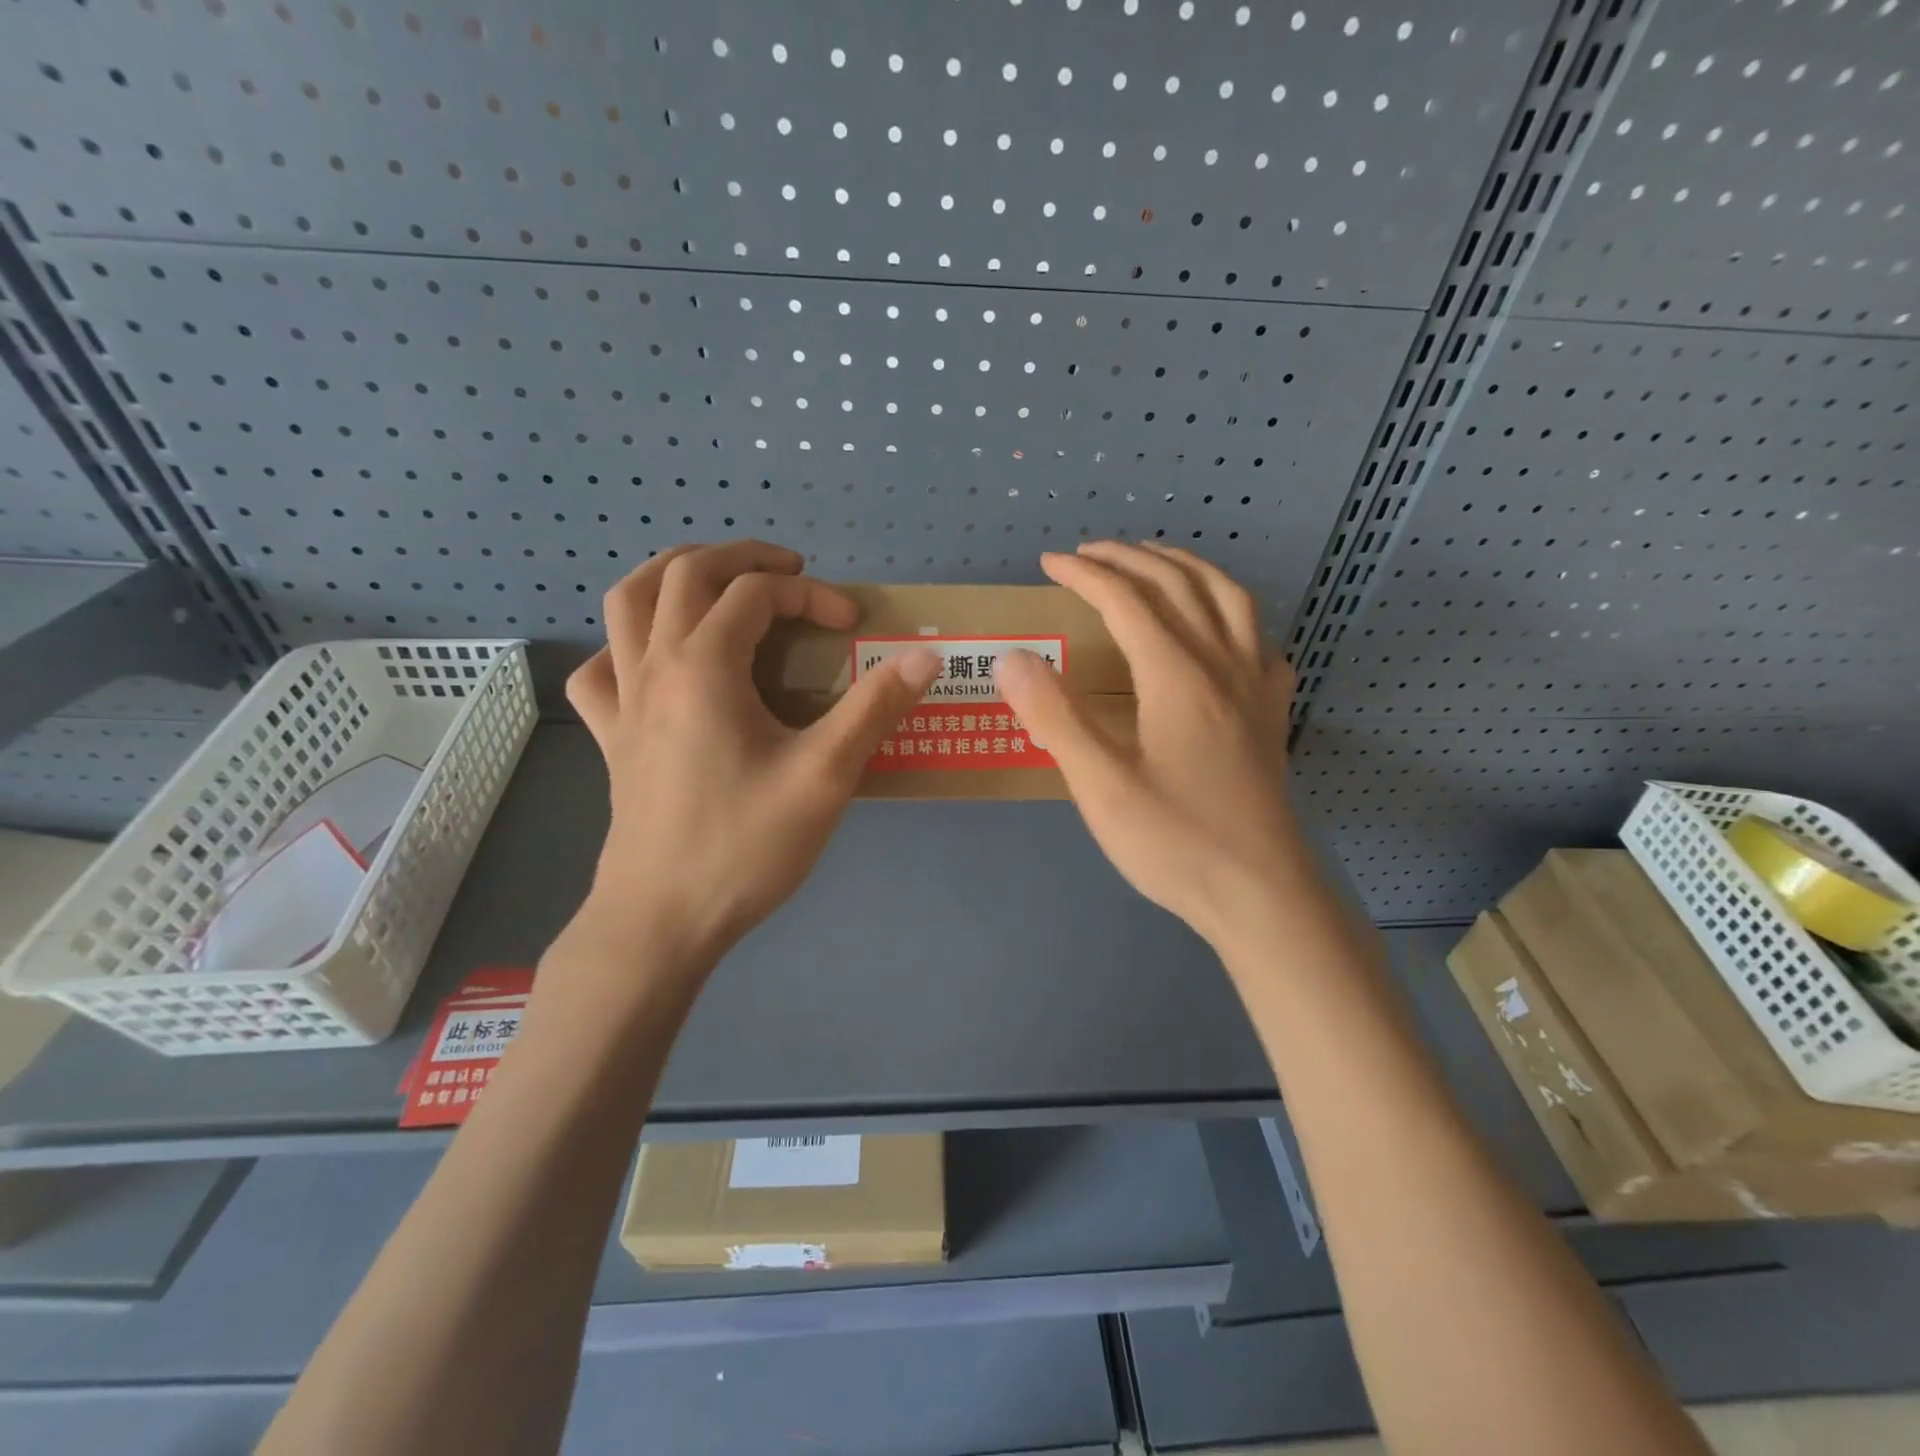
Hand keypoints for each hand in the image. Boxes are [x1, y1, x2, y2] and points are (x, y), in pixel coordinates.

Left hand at [563, 541, 939, 976]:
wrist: (662, 920)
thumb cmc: (744, 845)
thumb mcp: (824, 776)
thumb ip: (874, 708)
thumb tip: (925, 655)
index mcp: (704, 666)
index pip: (757, 592)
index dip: (812, 594)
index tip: (853, 624)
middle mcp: (654, 666)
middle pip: (683, 573)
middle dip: (742, 558)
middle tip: (789, 570)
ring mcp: (622, 700)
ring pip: (626, 603)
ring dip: (672, 575)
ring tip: (716, 584)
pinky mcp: (611, 737)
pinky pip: (601, 669)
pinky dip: (624, 646)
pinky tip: (653, 662)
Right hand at [996, 541, 1303, 946]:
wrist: (1260, 893)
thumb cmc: (1174, 841)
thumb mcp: (1099, 785)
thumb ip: (1055, 717)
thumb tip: (1012, 658)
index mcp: (1176, 676)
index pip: (1127, 600)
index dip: (1086, 574)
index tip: (1050, 562)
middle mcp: (1221, 665)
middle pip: (1180, 585)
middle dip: (1131, 558)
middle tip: (1091, 553)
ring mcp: (1255, 688)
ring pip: (1230, 599)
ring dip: (1188, 568)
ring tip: (1155, 563)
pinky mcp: (1272, 715)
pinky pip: (1260, 643)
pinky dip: (1235, 616)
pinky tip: (1223, 632)